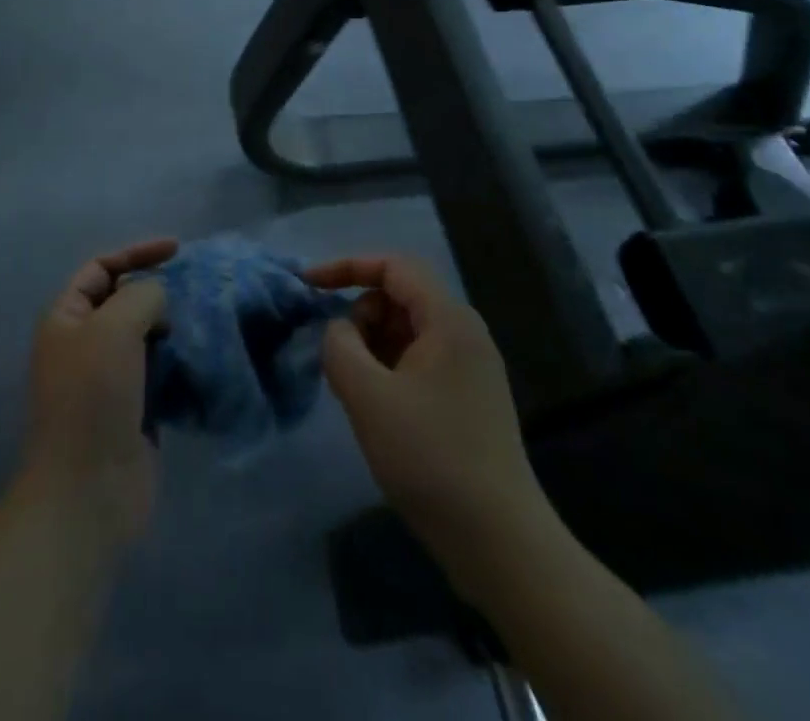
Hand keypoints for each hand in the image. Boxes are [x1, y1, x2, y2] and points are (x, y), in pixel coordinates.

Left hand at [20, 238, 175, 550]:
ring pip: (145, 335)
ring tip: (207, 318)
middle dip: (158, 289)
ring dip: (173, 325)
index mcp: (66, 318)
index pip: (101, 268)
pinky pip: (159, 370)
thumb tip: (159, 302)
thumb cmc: (93, 397)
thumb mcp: (113, 327)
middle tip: (196, 288)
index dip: (136, 252)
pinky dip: (179, 360)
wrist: (88, 490)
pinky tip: (204, 355)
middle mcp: (84, 343)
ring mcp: (108, 379)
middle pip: (124, 300)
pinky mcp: (133, 409)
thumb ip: (142, 296)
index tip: (177, 250)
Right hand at [307, 256, 546, 572]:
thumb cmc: (431, 459)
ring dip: (372, 346)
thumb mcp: (368, 396)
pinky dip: (389, 369)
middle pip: (400, 296)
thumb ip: (340, 346)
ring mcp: (469, 367)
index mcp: (448, 320)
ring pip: (406, 331)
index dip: (347, 266)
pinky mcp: (467, 398)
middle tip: (338, 360)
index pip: (393, 266)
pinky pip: (418, 361)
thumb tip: (338, 330)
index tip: (308, 285)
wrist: (501, 545)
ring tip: (355, 390)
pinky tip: (377, 409)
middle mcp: (464, 333)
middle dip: (360, 315)